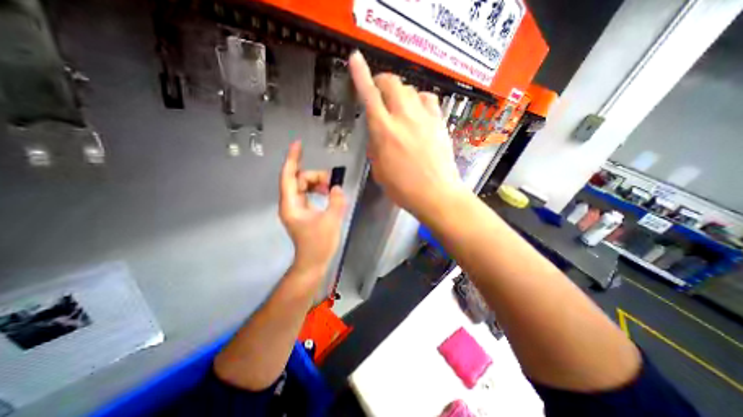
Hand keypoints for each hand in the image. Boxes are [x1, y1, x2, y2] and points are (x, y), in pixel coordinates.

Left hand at [280, 140, 345, 276]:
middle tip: (332, 182)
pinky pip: (309, 194)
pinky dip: (318, 191)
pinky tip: (328, 194)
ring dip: (318, 183)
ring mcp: (297, 208)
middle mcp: (291, 203)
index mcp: (292, 204)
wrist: (314, 262)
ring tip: (331, 189)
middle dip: (315, 176)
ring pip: (304, 187)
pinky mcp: (303, 212)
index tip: (298, 144)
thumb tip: (337, 188)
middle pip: (299, 180)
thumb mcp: (331, 220)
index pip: (289, 176)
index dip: (293, 159)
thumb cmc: (319, 244)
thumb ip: (336, 201)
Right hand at [349, 52, 462, 217]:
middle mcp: (404, 118)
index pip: (369, 95)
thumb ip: (375, 147)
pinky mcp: (439, 122)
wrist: (437, 194)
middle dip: (382, 82)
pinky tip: (418, 112)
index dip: (360, 75)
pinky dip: (419, 100)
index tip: (356, 59)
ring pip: (411, 89)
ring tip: (399, 106)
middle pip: (392, 83)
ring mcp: (425, 118)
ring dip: (400, 93)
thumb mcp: (379, 171)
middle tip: (379, 92)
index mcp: (384, 132)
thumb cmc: (403, 189)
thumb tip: (377, 134)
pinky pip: (428, 99)